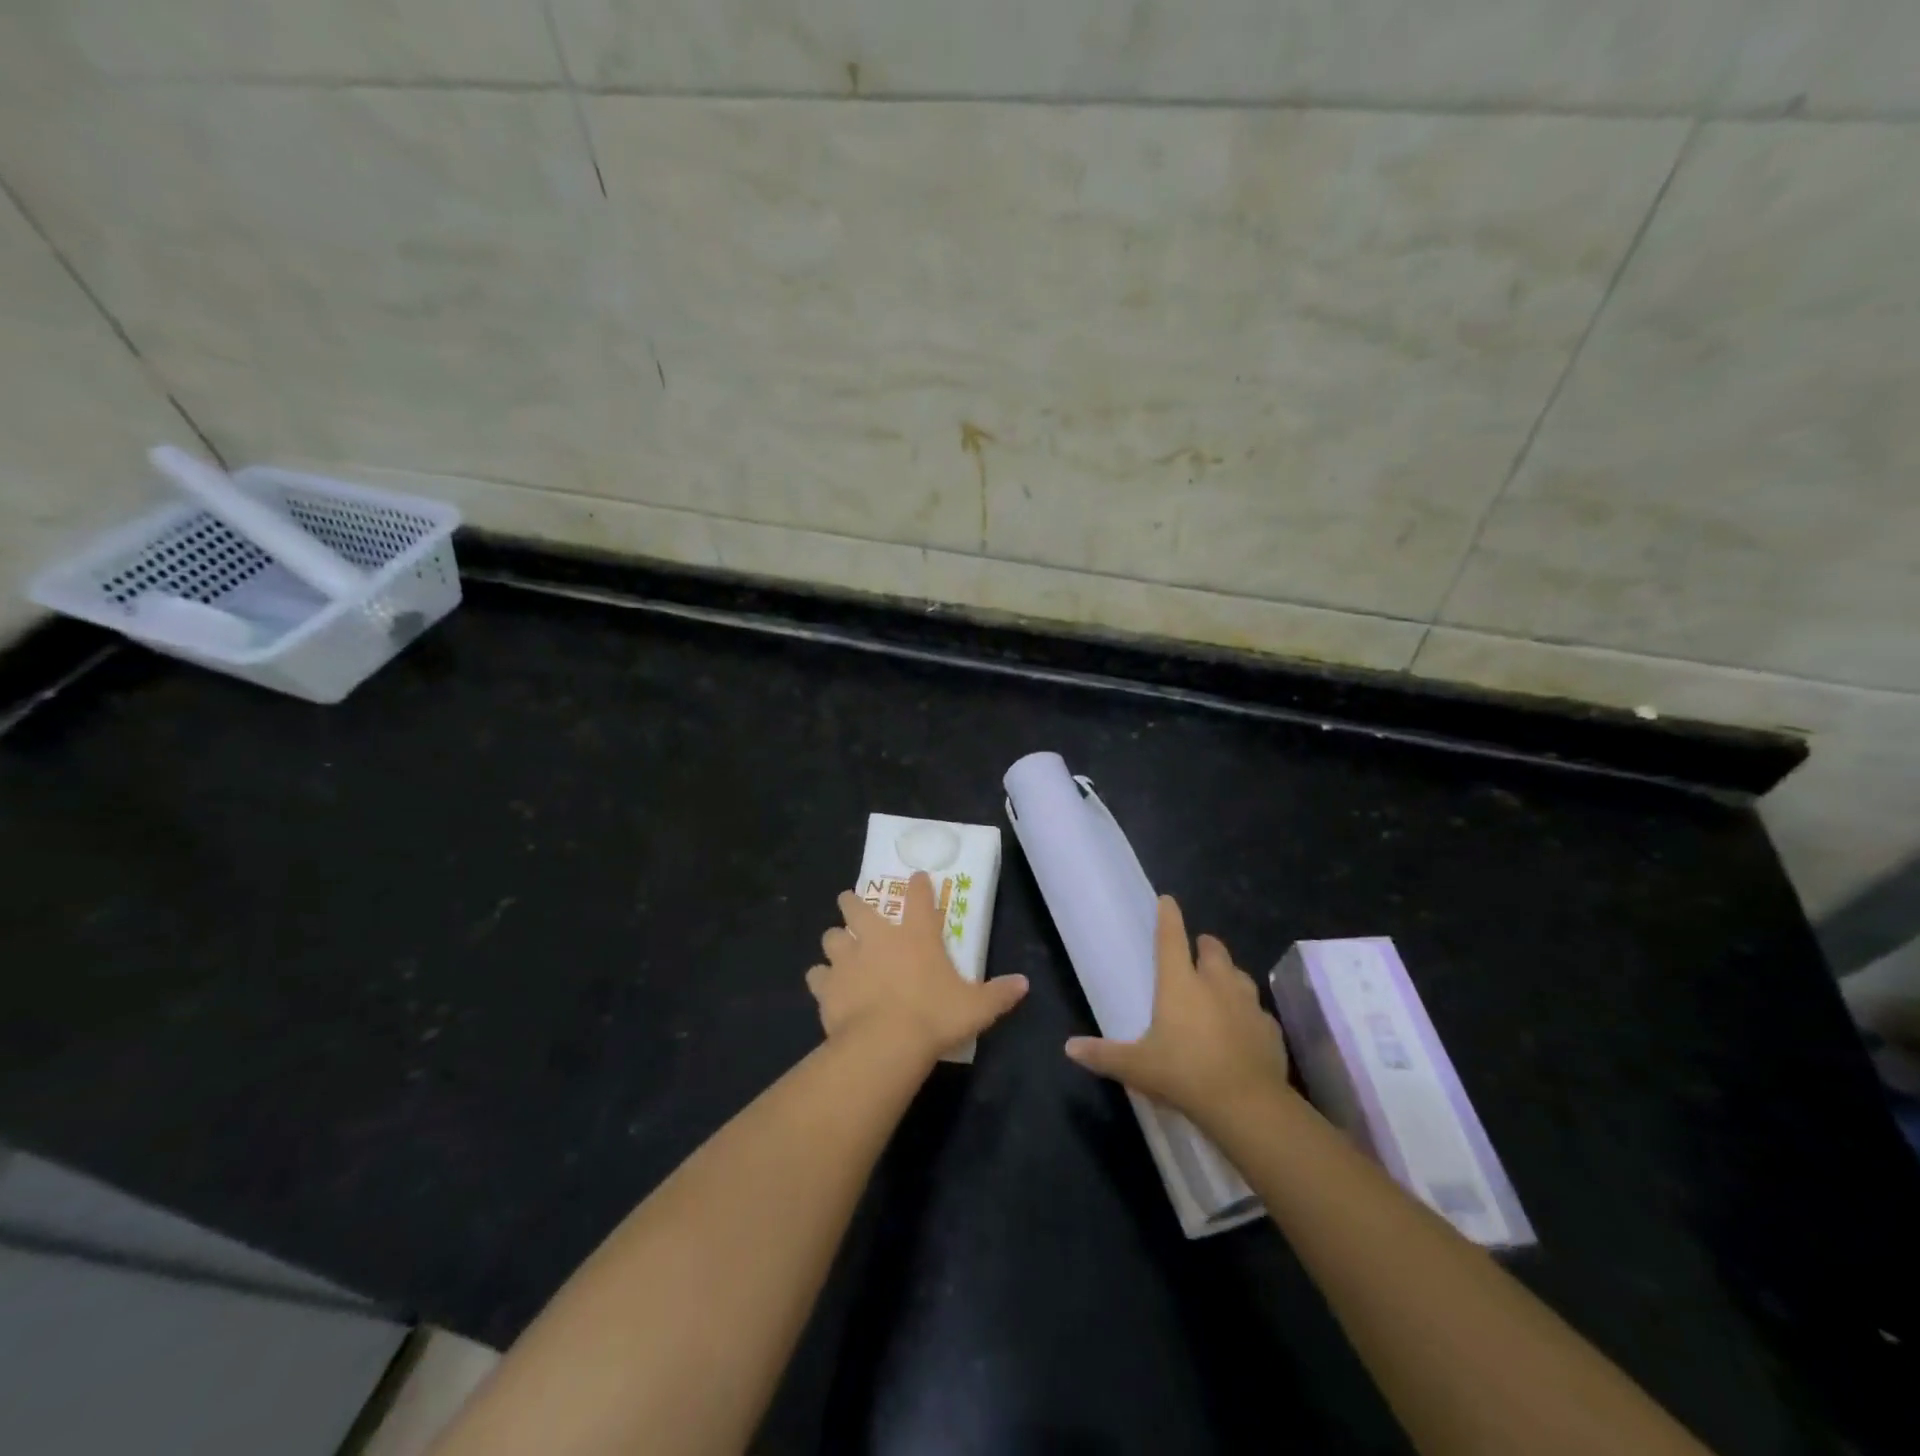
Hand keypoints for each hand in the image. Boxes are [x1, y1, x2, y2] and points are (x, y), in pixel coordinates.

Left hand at [808, 871, 1028, 1063]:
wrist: (885, 1044)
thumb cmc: (935, 1017)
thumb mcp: (976, 1007)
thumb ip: (999, 993)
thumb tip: (1025, 984)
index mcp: (916, 934)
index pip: (917, 895)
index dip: (917, 884)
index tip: (917, 878)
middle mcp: (877, 936)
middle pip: (856, 905)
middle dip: (852, 902)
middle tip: (854, 907)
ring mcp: (847, 958)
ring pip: (831, 936)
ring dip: (836, 941)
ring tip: (840, 950)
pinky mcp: (826, 985)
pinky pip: (816, 974)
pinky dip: (821, 978)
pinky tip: (826, 986)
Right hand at [1065, 895, 1289, 1125]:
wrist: (1247, 1105)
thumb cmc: (1184, 1074)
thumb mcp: (1136, 1067)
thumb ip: (1103, 1055)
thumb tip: (1069, 1047)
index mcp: (1180, 983)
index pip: (1171, 938)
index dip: (1168, 916)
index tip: (1167, 900)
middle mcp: (1215, 984)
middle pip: (1213, 950)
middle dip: (1204, 946)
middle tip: (1196, 952)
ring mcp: (1247, 1004)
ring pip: (1239, 975)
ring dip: (1228, 975)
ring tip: (1220, 985)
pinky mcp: (1270, 1029)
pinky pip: (1258, 1011)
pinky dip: (1248, 1013)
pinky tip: (1243, 1028)